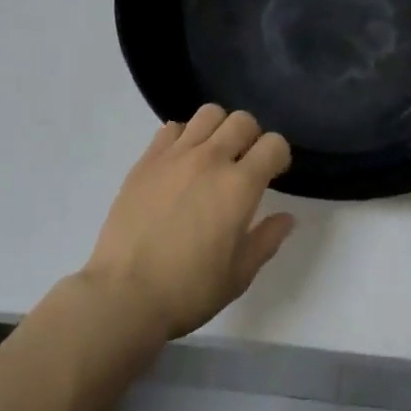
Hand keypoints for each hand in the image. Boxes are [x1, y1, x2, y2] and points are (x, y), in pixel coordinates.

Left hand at [82, 105, 296, 340]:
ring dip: (219, 129)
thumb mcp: (239, 275)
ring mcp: (175, 156)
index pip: (274, 144)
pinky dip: (184, 137)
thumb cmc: (188, 290)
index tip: (273, 173)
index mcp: (239, 186)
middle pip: (243, 120)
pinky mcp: (146, 160)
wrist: (123, 296)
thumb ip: (267, 239)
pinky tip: (180, 163)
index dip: (279, 156)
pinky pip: (172, 128)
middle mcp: (211, 159)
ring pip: (208, 114)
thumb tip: (287, 217)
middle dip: (251, 137)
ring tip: (212, 155)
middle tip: (243, 163)